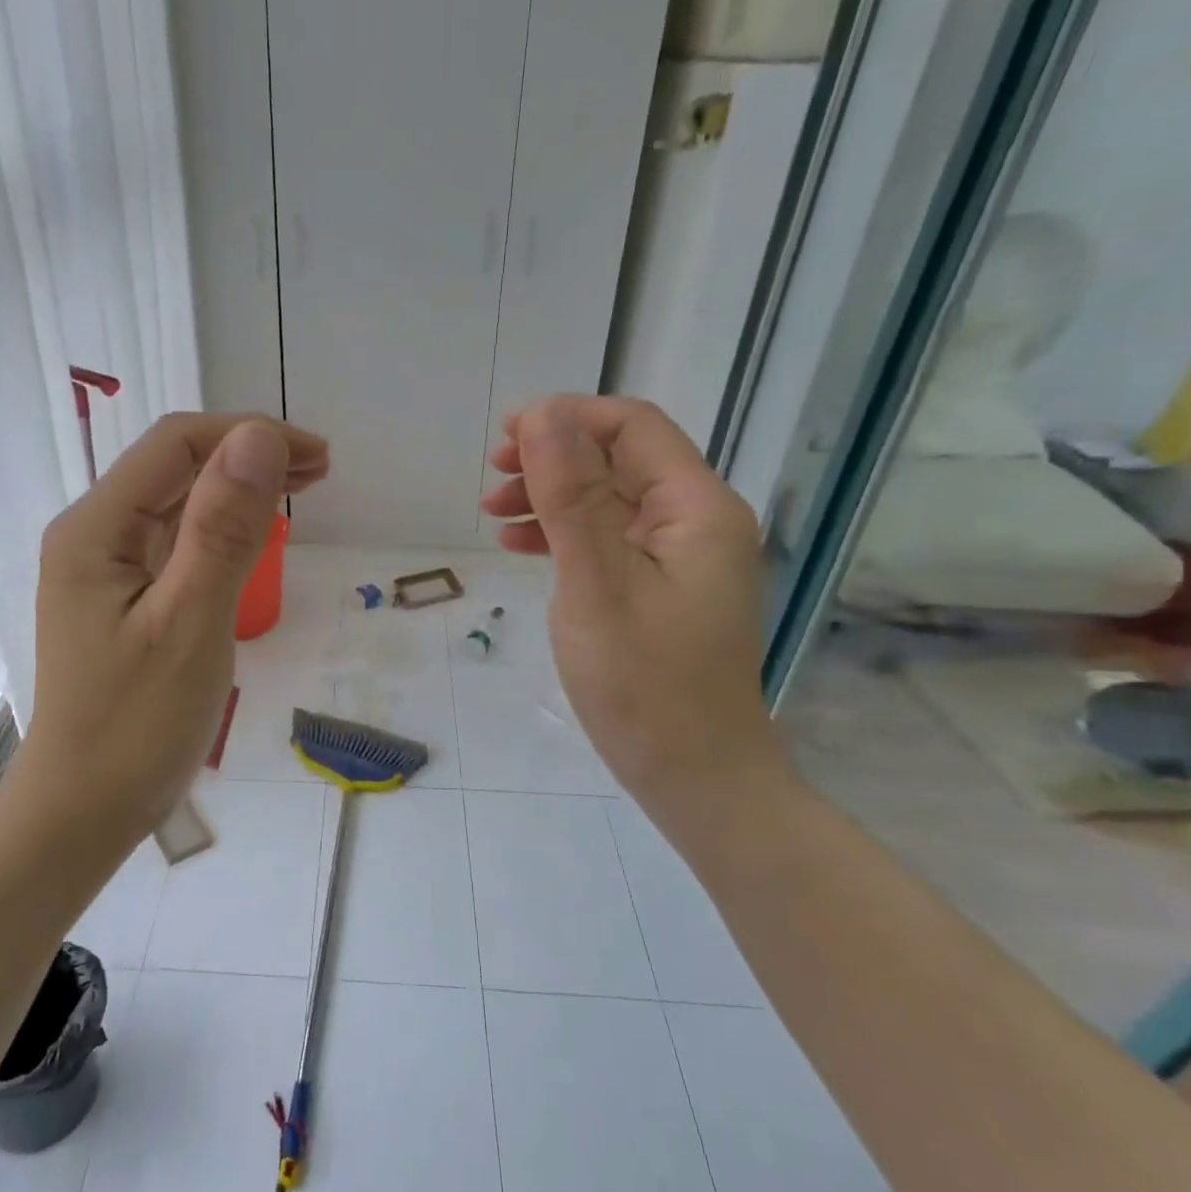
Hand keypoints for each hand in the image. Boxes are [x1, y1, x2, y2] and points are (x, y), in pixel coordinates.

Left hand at [17, 413, 327, 841]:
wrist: (84, 809)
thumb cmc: (136, 726)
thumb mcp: (190, 624)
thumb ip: (221, 530)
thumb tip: (258, 437)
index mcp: (96, 529)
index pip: (176, 445)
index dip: (249, 436)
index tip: (316, 458)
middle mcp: (92, 535)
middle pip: (175, 468)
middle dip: (248, 457)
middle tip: (320, 472)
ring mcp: (104, 569)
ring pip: (177, 504)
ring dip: (238, 490)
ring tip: (301, 491)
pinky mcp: (121, 599)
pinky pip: (174, 543)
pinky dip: (222, 530)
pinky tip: (254, 537)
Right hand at [480, 395, 782, 815]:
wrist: (693, 775)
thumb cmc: (643, 683)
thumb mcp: (595, 583)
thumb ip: (569, 496)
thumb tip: (544, 416)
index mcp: (697, 508)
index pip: (632, 427)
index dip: (567, 419)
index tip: (505, 439)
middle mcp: (697, 522)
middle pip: (620, 460)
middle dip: (553, 457)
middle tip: (494, 476)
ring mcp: (680, 559)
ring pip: (608, 500)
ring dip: (551, 496)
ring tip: (493, 514)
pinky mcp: (661, 590)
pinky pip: (609, 541)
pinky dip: (565, 535)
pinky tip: (522, 546)